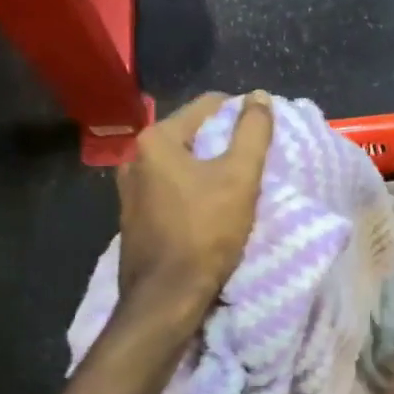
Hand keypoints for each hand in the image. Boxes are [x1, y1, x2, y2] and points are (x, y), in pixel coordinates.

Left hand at [118, 91, 273, 321]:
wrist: (166, 297)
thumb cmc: (205, 231)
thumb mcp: (240, 177)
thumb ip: (253, 131)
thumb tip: (259, 96)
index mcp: (156, 140)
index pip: (207, 106)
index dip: (241, 114)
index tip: (264, 135)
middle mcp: (135, 158)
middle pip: (193, 135)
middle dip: (224, 144)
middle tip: (254, 163)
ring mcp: (129, 190)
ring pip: (182, 165)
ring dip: (209, 170)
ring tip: (237, 187)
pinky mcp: (134, 218)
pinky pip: (171, 190)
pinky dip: (193, 192)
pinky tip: (212, 210)